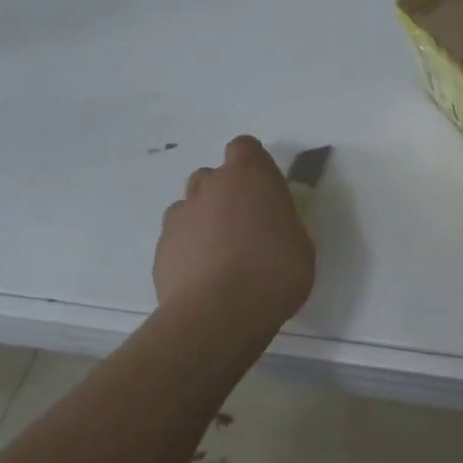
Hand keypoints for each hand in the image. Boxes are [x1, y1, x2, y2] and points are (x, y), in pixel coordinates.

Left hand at [154, 136, 314, 330]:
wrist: (219, 314)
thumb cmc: (274, 271)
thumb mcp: (301, 244)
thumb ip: (283, 224)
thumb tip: (273, 226)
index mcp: (249, 175)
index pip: (245, 147)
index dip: (253, 166)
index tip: (265, 191)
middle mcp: (210, 185)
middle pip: (214, 176)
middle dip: (226, 194)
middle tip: (246, 227)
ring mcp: (180, 215)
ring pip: (191, 207)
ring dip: (205, 221)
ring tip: (222, 256)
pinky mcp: (161, 248)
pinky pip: (178, 239)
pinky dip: (189, 250)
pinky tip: (204, 278)